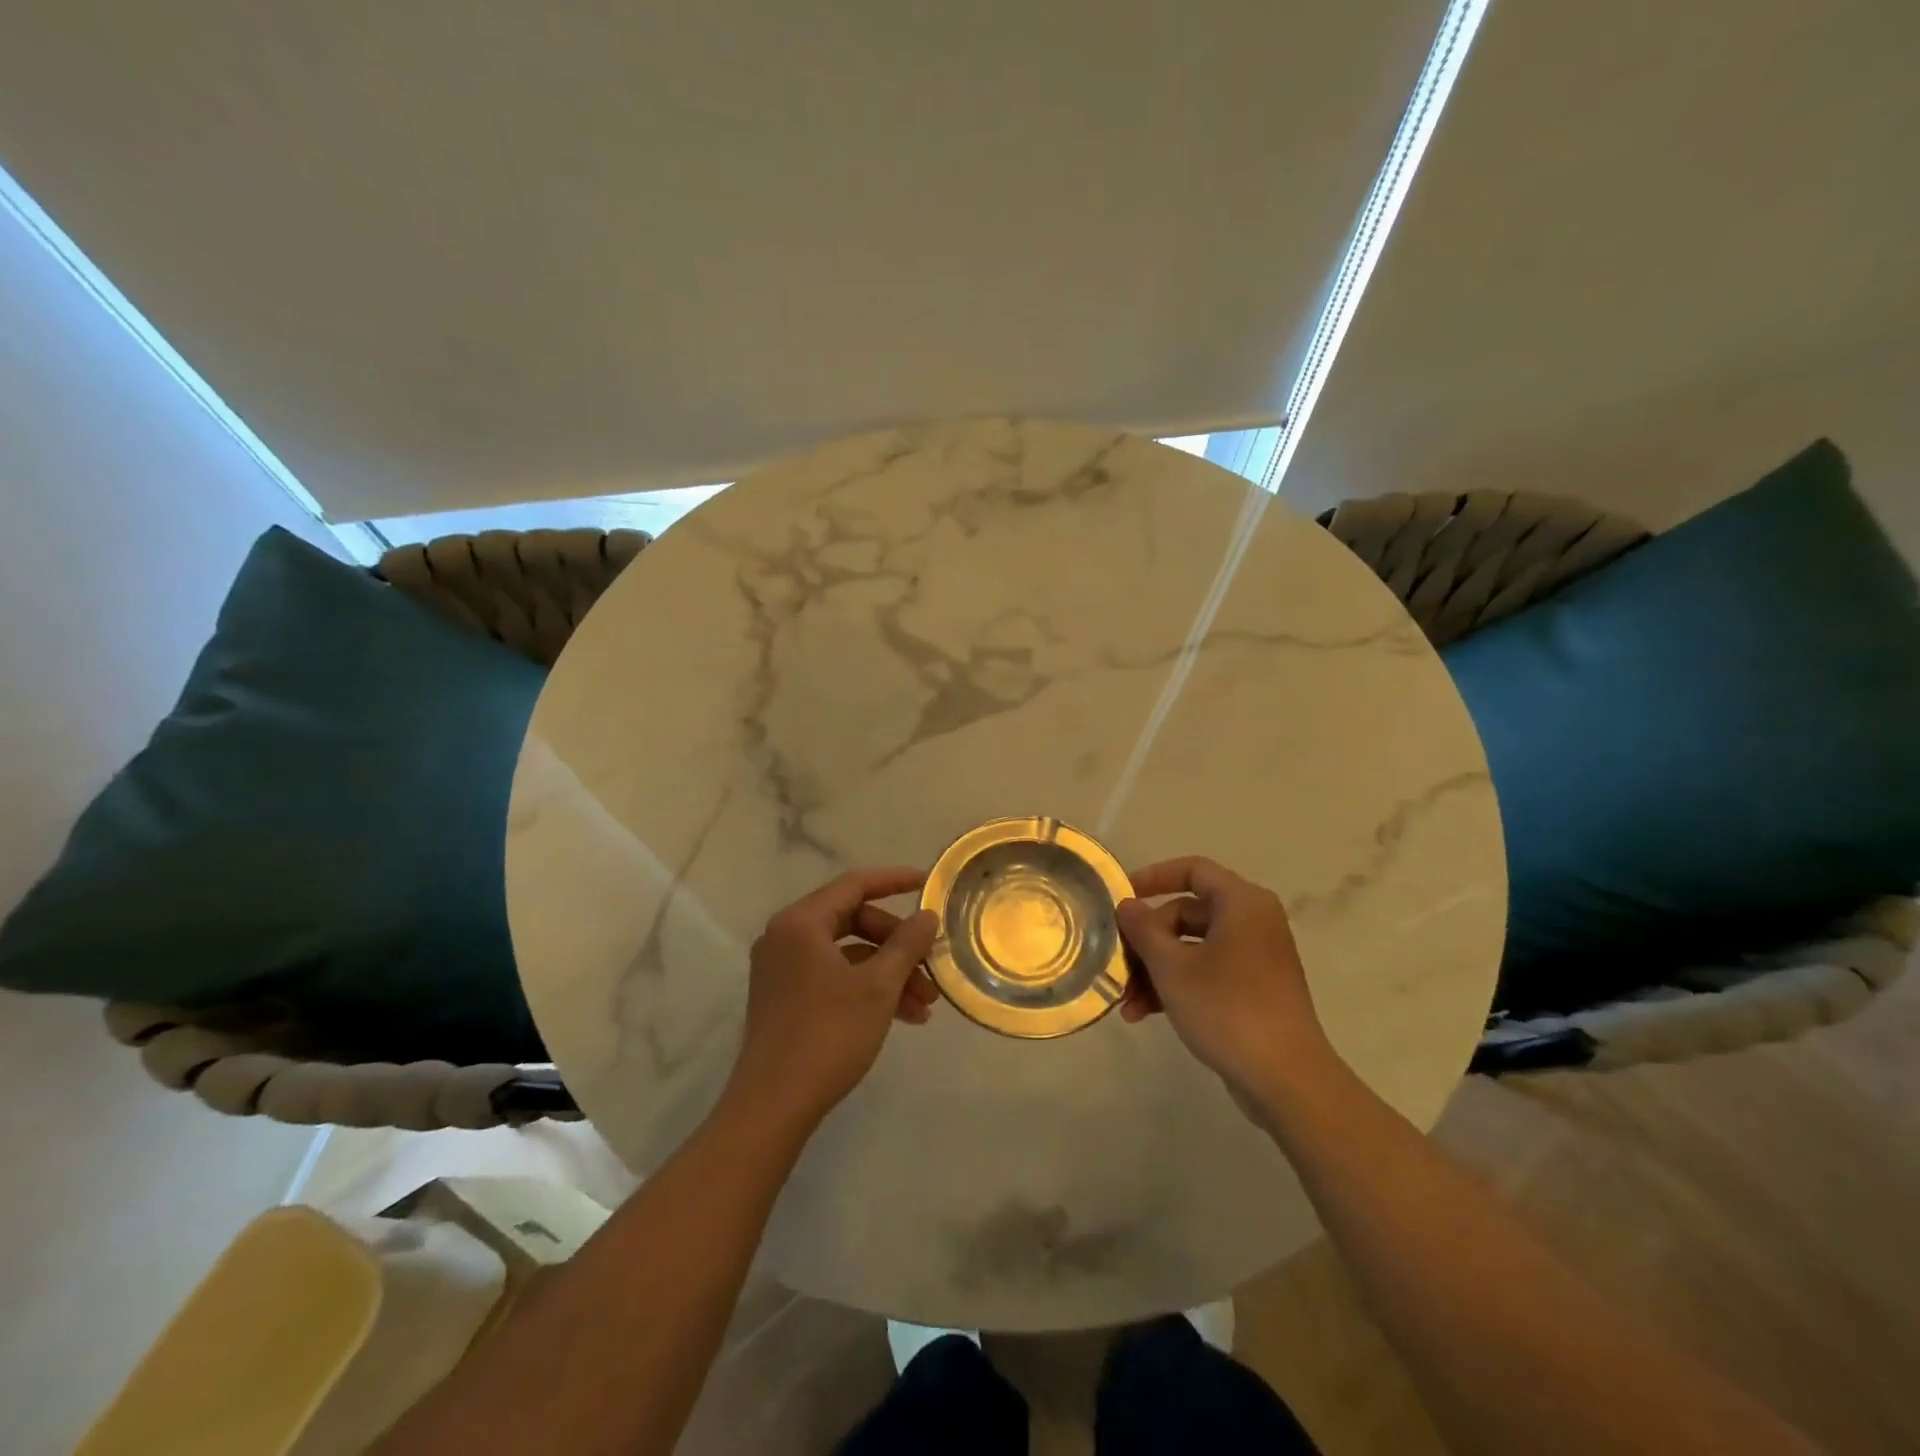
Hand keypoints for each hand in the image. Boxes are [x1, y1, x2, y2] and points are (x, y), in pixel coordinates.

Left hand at [726, 867, 939, 1131]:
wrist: (773, 1106)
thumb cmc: (828, 1035)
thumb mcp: (878, 986)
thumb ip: (906, 944)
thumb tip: (927, 916)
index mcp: (801, 922)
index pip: (855, 884)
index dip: (894, 880)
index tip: (927, 882)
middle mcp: (786, 937)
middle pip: (853, 921)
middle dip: (897, 944)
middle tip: (930, 964)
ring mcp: (783, 969)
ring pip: (847, 955)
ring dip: (889, 973)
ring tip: (926, 1004)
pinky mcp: (785, 998)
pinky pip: (834, 977)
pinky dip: (867, 989)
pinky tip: (903, 1017)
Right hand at [1115, 857, 1334, 1115]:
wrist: (1286, 1080)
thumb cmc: (1227, 1008)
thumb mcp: (1172, 967)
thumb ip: (1143, 929)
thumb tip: (1126, 904)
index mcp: (1242, 903)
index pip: (1193, 870)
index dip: (1154, 877)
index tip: (1122, 897)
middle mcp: (1252, 922)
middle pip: (1186, 913)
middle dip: (1147, 940)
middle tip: (1118, 963)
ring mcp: (1255, 958)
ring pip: (1193, 948)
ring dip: (1156, 970)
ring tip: (1127, 1003)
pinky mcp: (1254, 991)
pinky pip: (1207, 973)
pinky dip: (1177, 986)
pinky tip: (1144, 1014)